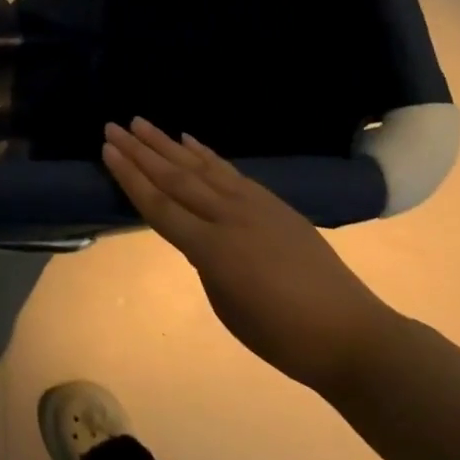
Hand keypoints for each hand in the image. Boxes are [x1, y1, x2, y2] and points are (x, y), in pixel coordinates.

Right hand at [102, 118, 396, 393]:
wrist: (351, 334)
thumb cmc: (281, 336)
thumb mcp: (226, 304)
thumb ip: (204, 261)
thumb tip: (193, 234)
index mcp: (212, 250)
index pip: (159, 206)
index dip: (130, 178)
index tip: (107, 151)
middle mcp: (228, 218)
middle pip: (174, 178)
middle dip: (140, 151)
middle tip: (112, 127)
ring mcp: (253, 205)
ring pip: (200, 167)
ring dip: (167, 144)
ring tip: (141, 123)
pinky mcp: (272, 203)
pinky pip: (230, 172)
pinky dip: (206, 154)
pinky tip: (189, 141)